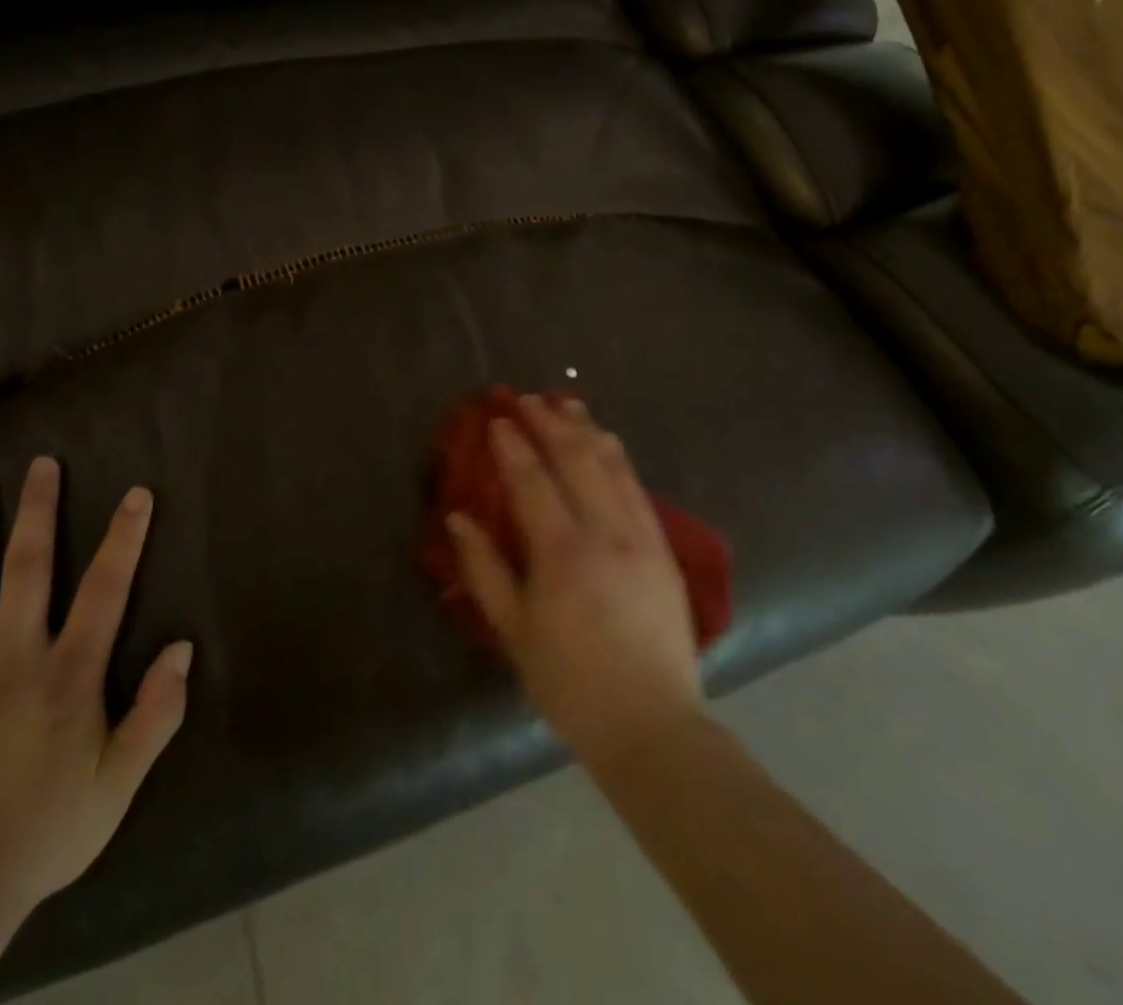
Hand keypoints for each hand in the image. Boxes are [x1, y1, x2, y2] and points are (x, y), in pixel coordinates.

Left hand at [0, 457, 191, 935]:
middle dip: (38, 510)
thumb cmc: (44, 831)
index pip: (106, 588)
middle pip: (28, 566)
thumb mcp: (120, 783)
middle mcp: (12, 655)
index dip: (124, 537)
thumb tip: (182, 646)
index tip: (136, 494)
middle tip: (42, 463)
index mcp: (68, 674)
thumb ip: (157, 712)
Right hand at [446, 395, 704, 766]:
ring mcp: (642, 537)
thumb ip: (484, 569)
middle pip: (577, 459)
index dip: (512, 445)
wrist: (651, 725)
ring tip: (566, 403)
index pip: (532, 480)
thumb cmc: (570, 682)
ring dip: (586, 429)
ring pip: (613, 465)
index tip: (497, 419)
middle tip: (527, 398)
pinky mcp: (664, 549)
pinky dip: (618, 456)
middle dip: (549, 422)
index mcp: (563, 553)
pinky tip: (607, 442)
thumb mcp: (514, 632)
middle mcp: (606, 532)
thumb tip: (459, 518)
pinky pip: (638, 487)